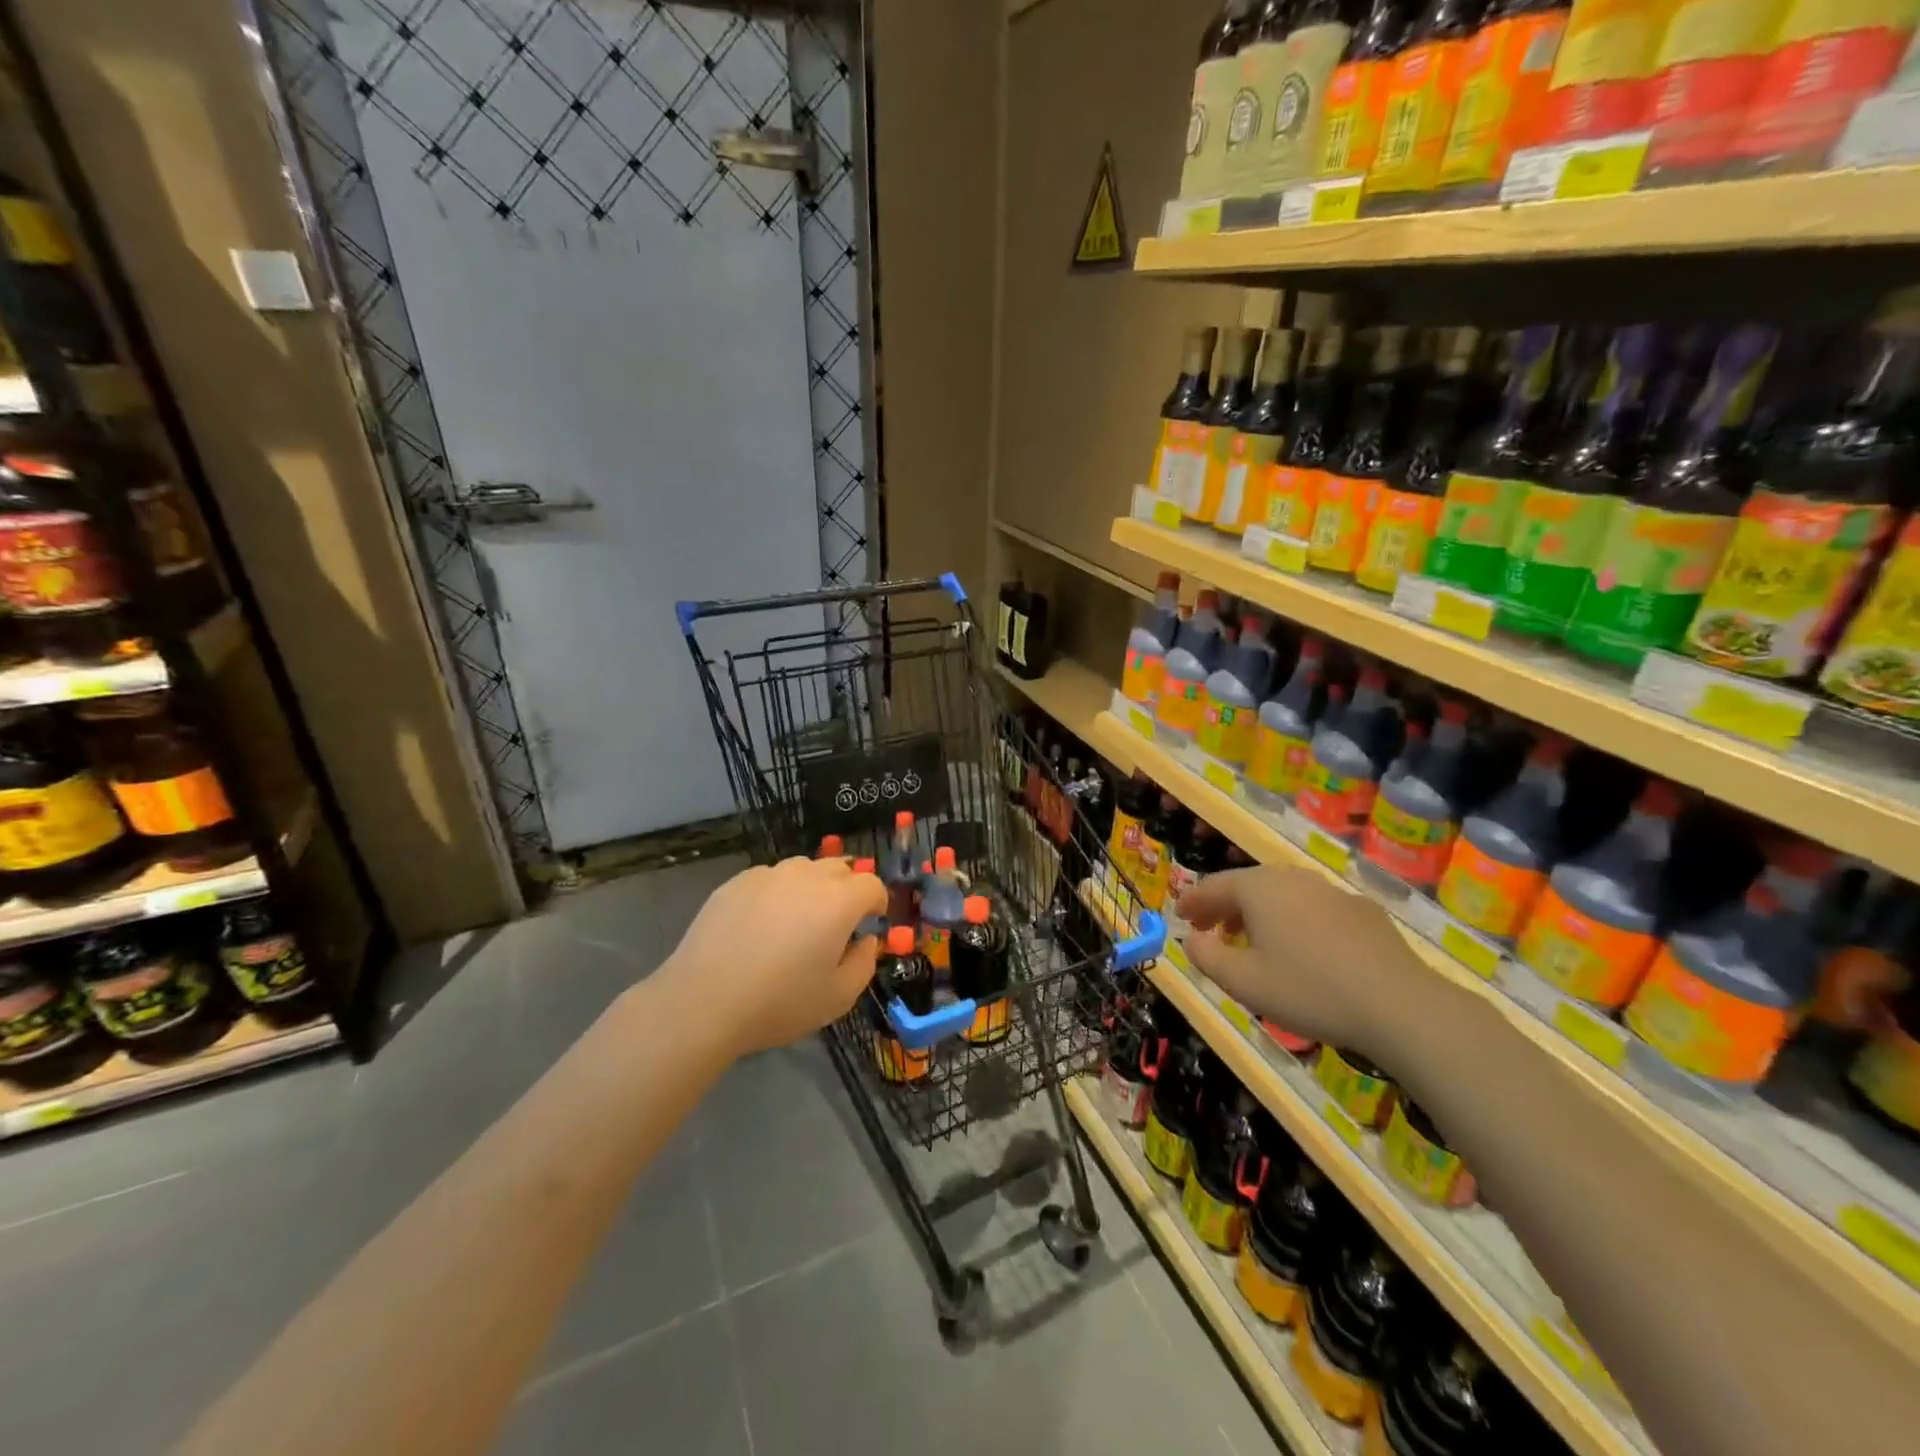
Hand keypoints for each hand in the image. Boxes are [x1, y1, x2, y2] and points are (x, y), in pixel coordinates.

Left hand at [659, 857, 888, 1057]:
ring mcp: (769, 875)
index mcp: (839, 901)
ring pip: (804, 869)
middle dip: (848, 890)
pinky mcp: (737, 882)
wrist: (704, 1001)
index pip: (872, 885)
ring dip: (813, 887)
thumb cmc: (779, 1002)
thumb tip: (866, 941)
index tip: (871, 923)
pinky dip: (778, 892)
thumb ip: (864, 963)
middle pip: (840, 869)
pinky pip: (770, 878)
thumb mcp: (838, 997)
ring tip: (799, 920)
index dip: (877, 903)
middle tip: (837, 924)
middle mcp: (807, 877)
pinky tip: (762, 924)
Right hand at [1176, 865, 1430, 1063]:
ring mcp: (1331, 891)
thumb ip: (1207, 957)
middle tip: (1210, 929)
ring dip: (1258, 913)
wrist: (1399, 1006)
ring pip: (1282, 895)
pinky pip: (1313, 909)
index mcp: (1258, 889)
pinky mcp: (1362, 911)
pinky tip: (1302, 950)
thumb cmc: (1308, 991)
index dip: (1192, 901)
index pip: (1213, 886)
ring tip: (1252, 941)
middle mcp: (1292, 879)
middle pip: (1247, 885)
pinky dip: (1294, 921)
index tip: (1178, 915)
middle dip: (1224, 906)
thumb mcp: (1243, 982)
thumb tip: (1193, 939)